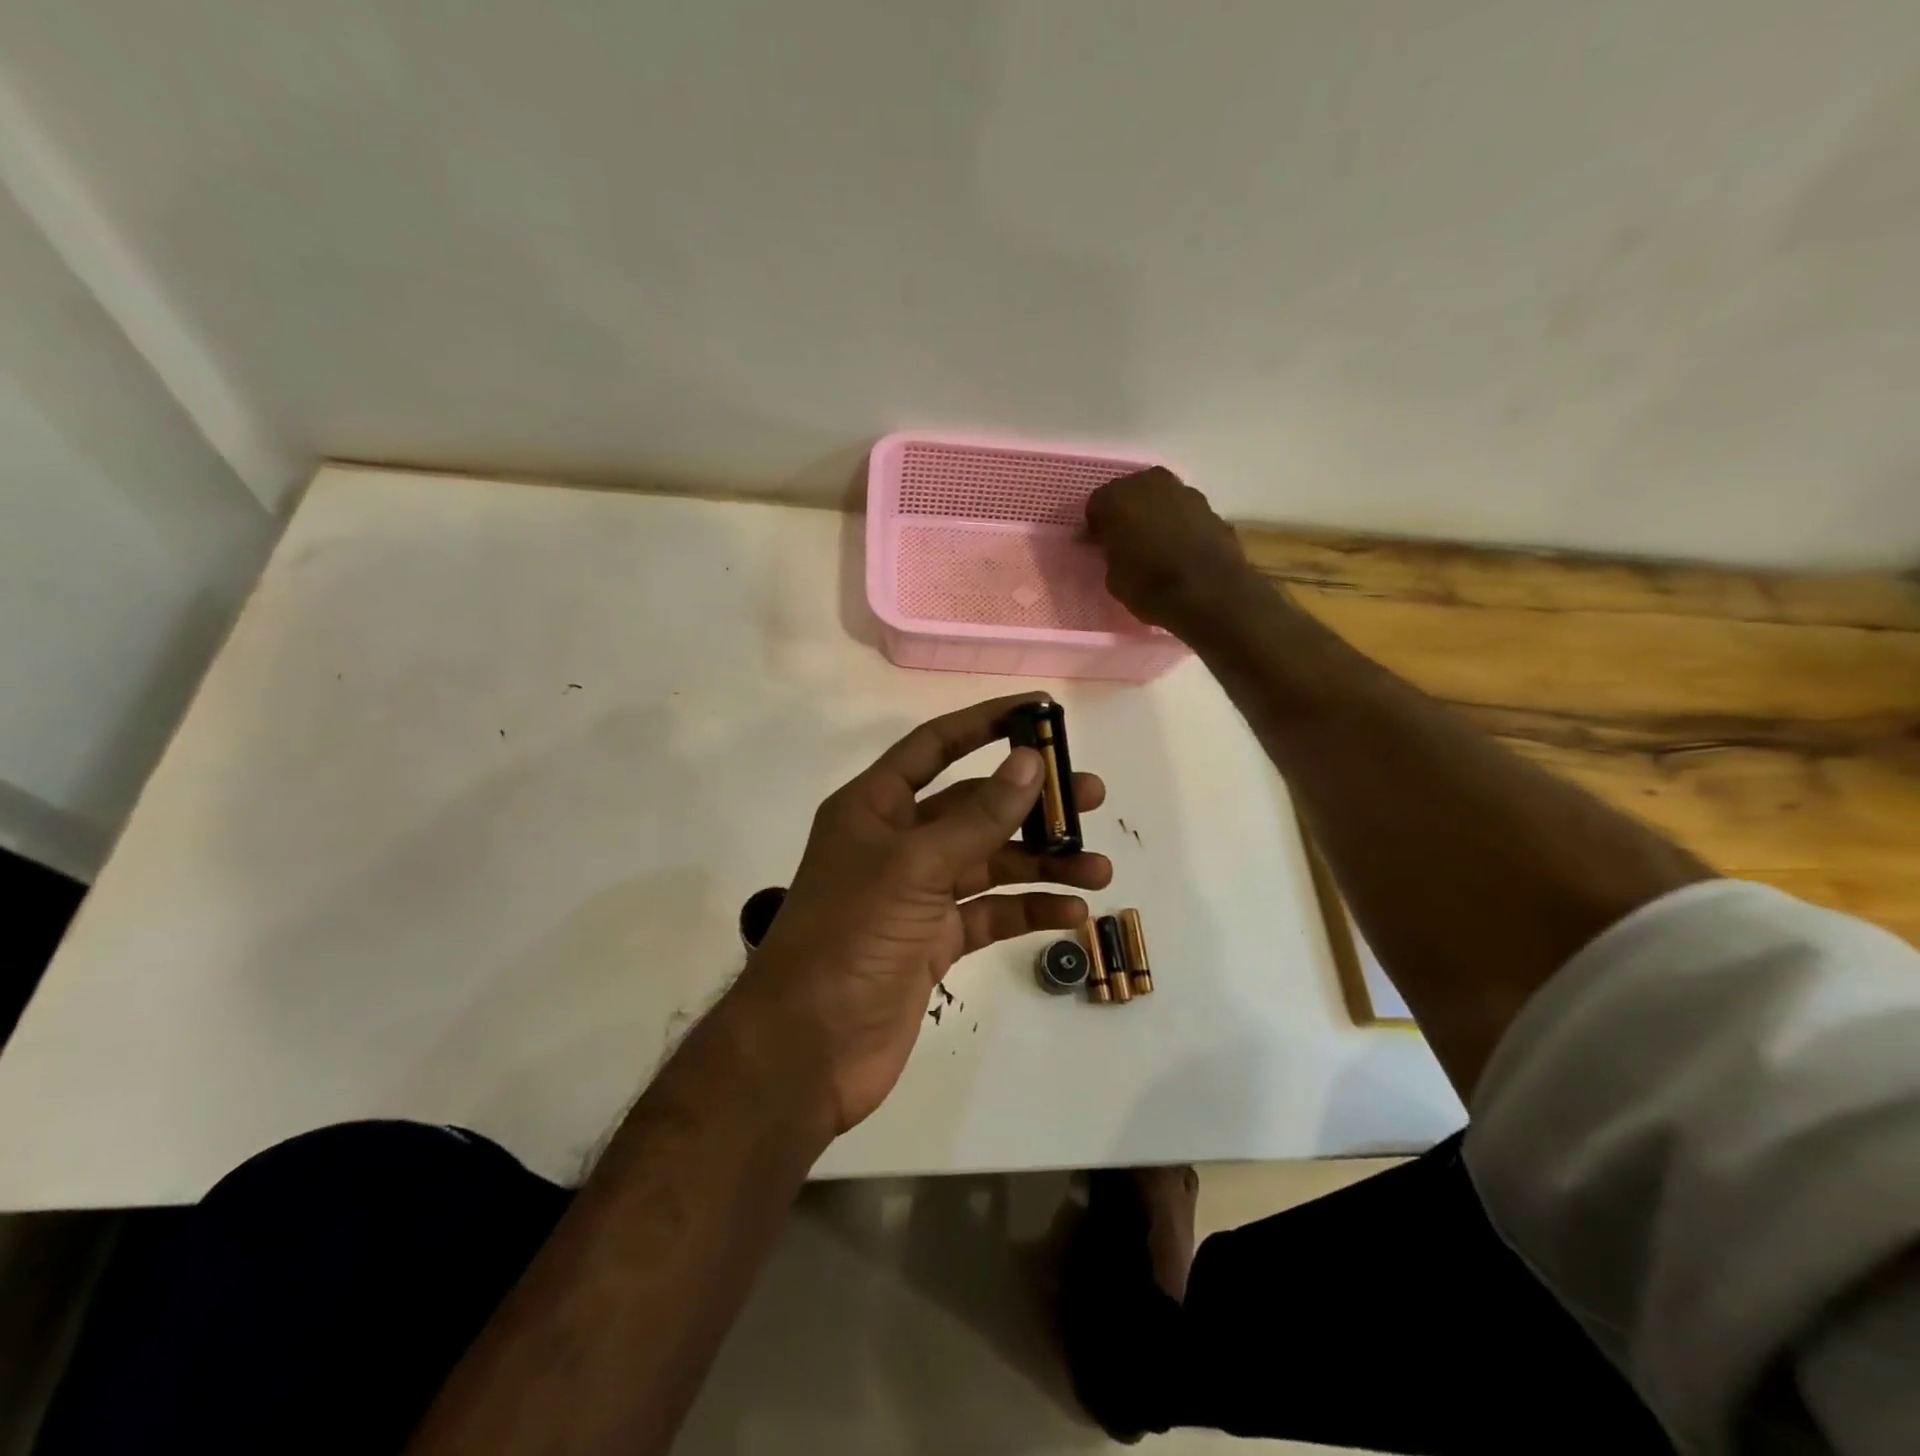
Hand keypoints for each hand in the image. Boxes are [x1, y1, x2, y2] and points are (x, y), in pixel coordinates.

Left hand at [734, 694, 1110, 1135]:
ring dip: (1042, 863)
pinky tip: (1071, 914)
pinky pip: (990, 913)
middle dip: (1031, 803)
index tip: (1040, 710)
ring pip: (990, 863)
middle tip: (1092, 797)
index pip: (934, 746)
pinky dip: (1028, 910)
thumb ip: (977, 818)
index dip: (985, 723)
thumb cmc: (849, 938)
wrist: (808, 1049)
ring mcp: (916, 894)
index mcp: (875, 808)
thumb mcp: (914, 868)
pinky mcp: (934, 941)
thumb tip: (1030, 762)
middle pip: (974, 807)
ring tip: (1098, 869)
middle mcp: (897, 843)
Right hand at [1085, 467, 1257, 629]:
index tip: (1098, 546)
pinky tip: (1178, 548)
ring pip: (1159, 499)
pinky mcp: (1210, 507)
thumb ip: (1109, 553)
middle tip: (1124, 541)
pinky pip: (1182, 512)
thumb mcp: (1114, 578)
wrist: (1211, 593)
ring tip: (1154, 545)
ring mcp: (1184, 491)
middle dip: (1126, 513)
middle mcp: (1150, 484)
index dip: (1096, 527)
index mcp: (1117, 498)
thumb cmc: (1151, 587)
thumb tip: (1111, 546)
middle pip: (1130, 493)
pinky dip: (1177, 525)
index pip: (1096, 505)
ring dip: (1154, 516)